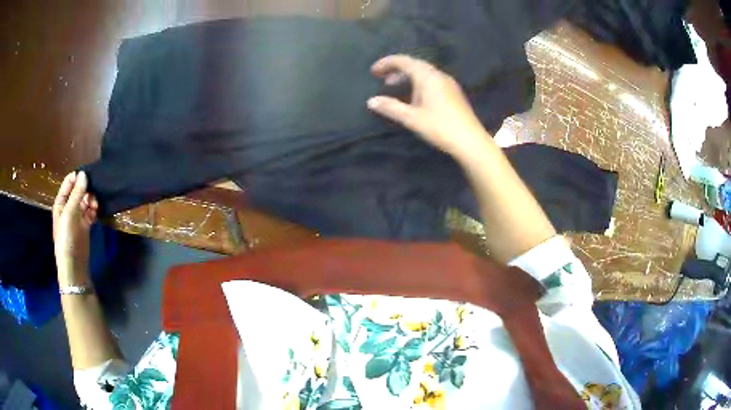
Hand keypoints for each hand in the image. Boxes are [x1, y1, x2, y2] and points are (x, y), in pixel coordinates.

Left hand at [53, 171, 97, 286]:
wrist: (73, 265)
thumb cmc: (67, 238)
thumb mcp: (69, 214)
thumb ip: (76, 194)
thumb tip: (84, 173)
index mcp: (61, 202)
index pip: (69, 182)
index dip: (78, 177)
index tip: (89, 176)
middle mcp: (68, 207)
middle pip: (78, 190)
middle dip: (87, 189)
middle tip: (94, 192)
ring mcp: (77, 217)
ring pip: (86, 200)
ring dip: (91, 199)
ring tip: (96, 205)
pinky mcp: (85, 225)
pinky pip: (90, 212)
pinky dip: (94, 210)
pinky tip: (97, 212)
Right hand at [367, 54, 488, 159]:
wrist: (471, 141)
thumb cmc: (440, 127)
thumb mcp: (412, 118)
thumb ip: (390, 107)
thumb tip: (371, 101)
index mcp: (428, 76)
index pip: (404, 61)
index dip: (386, 63)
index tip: (373, 71)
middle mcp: (439, 75)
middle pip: (414, 65)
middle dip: (396, 70)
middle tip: (382, 80)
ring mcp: (448, 84)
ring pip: (423, 73)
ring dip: (407, 78)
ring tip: (394, 88)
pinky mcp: (453, 93)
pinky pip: (431, 81)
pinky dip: (417, 84)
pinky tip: (414, 98)